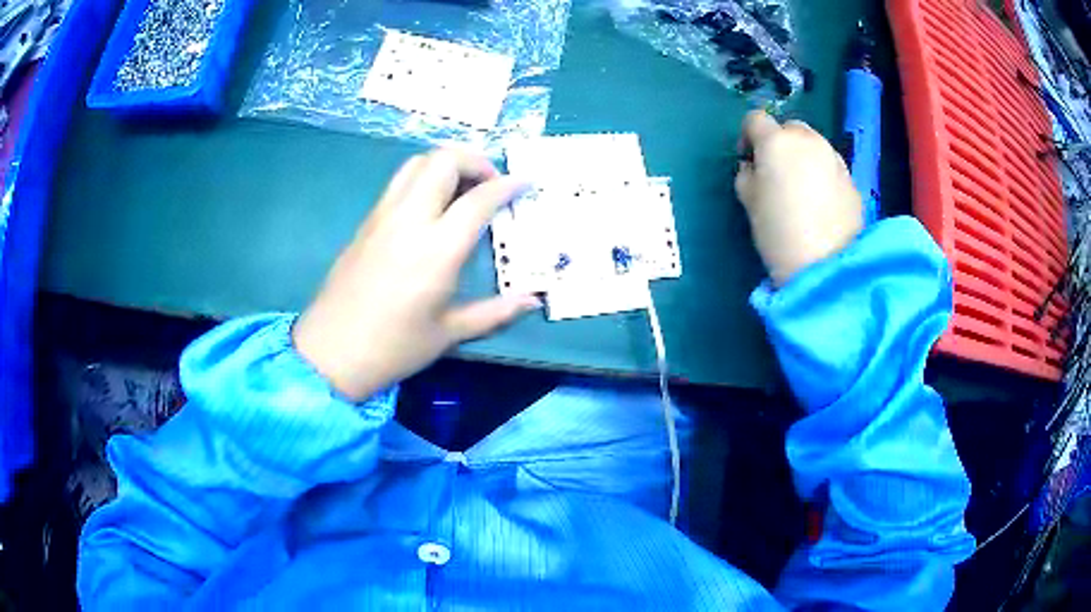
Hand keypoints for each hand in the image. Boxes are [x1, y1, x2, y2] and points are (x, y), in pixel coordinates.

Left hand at [292, 149, 539, 401]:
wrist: (331, 352)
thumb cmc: (394, 347)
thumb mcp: (450, 333)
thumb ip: (497, 312)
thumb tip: (534, 300)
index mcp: (437, 249)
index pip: (478, 198)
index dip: (507, 185)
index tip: (525, 183)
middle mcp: (410, 220)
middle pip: (444, 160)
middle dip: (475, 160)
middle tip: (491, 183)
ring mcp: (383, 216)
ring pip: (417, 162)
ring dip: (446, 163)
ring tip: (463, 187)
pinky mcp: (367, 221)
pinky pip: (399, 181)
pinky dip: (424, 177)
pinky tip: (433, 205)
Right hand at [735, 111, 863, 286]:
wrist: (825, 265)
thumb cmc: (778, 232)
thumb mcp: (748, 201)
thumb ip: (746, 174)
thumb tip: (754, 167)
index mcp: (777, 141)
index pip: (756, 119)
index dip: (748, 136)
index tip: (748, 159)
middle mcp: (808, 140)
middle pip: (790, 127)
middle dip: (780, 143)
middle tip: (777, 172)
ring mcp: (834, 157)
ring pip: (814, 144)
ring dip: (804, 156)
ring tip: (801, 187)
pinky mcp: (851, 178)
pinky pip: (830, 165)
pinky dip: (822, 173)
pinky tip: (820, 201)